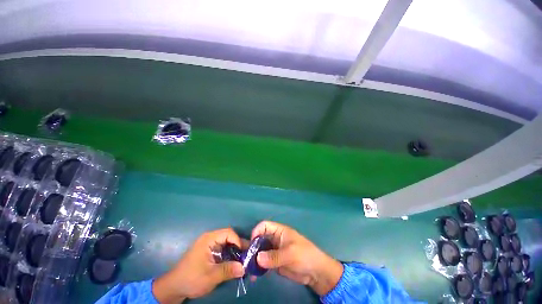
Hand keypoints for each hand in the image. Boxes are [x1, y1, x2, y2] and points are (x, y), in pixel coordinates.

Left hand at [152, 228, 245, 302]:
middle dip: (238, 245)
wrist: (174, 287)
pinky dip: (229, 254)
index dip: (238, 241)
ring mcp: (209, 245)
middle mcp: (210, 238)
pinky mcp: (209, 252)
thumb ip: (228, 270)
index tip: (243, 253)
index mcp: (209, 239)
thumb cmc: (191, 279)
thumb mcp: (211, 276)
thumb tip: (244, 268)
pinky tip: (234, 262)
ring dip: (235, 251)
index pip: (229, 233)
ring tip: (243, 259)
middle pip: (229, 237)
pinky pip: (223, 249)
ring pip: (227, 243)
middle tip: (247, 255)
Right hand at [251, 221, 342, 295]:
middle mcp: (275, 239)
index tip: (251, 243)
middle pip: (260, 239)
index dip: (257, 231)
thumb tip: (257, 258)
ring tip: (247, 269)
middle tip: (245, 259)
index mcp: (279, 231)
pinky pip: (264, 263)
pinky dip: (258, 267)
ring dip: (254, 259)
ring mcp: (274, 251)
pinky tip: (254, 275)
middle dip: (253, 247)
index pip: (265, 226)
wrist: (315, 272)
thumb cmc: (304, 255)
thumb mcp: (290, 254)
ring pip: (260, 251)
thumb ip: (274, 256)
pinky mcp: (274, 262)